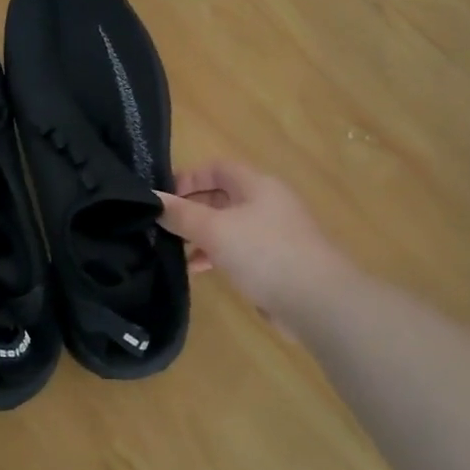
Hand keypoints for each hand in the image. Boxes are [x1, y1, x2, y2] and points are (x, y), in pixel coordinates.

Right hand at [157, 160, 351, 317]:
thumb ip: (180, 214)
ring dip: (200, 235)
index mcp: (257, 186)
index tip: (162, 198)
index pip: (217, 168)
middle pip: (221, 197)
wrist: (318, 302)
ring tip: (173, 250)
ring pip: (227, 226)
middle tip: (162, 225)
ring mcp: (273, 234)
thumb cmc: (264, 253)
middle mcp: (267, 204)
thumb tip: (151, 200)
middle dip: (190, 209)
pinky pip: (238, 250)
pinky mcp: (275, 262)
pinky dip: (215, 255)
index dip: (188, 177)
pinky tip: (198, 270)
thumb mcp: (214, 230)